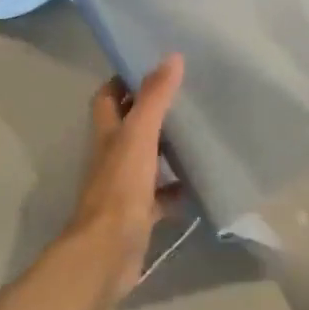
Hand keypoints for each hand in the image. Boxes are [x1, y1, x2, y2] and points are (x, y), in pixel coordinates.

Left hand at [63, 54, 185, 299]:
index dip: (125, 80)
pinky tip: (201, 181)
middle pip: (130, 127)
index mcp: (107, 134)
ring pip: (147, 159)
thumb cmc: (120, 188)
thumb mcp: (139, 135)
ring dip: (168, 149)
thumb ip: (155, 97)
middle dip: (153, 112)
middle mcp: (112, 156)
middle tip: (187, 97)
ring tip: (200, 133)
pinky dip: (179, 188)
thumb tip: (172, 57)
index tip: (155, 67)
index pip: (109, 97)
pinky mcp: (139, 213)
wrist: (108, 251)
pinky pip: (162, 194)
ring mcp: (125, 186)